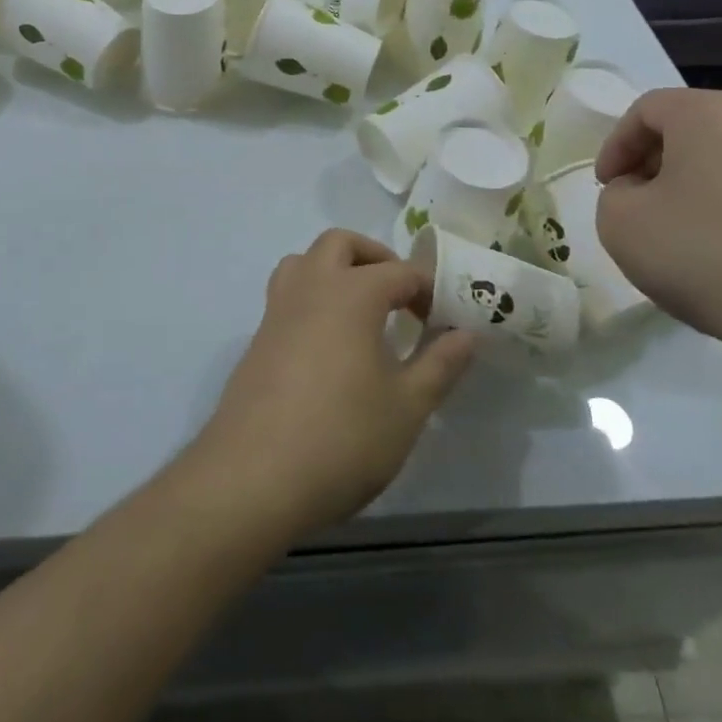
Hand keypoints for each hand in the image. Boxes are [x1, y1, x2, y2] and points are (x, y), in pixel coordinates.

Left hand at [191, 230, 477, 538]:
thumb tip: (467, 334)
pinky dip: (311, 298)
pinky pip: (287, 295)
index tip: (441, 320)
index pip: (399, 271)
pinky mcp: (257, 338)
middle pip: (340, 244)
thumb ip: (440, 365)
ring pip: (304, 261)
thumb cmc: (342, 438)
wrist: (253, 478)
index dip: (426, 289)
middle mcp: (311, 286)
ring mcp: (278, 310)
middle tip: (398, 295)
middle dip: (374, 257)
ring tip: (359, 310)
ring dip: (334, 270)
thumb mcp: (407, 408)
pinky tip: (327, 346)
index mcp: (352, 293)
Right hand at [594, 88, 721, 354]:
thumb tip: (641, 193)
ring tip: (676, 237)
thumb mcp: (620, 222)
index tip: (606, 186)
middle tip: (635, 206)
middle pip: (689, 132)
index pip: (646, 109)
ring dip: (691, 191)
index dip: (616, 145)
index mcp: (709, 114)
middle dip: (653, 166)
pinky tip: (720, 258)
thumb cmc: (704, 252)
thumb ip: (615, 195)